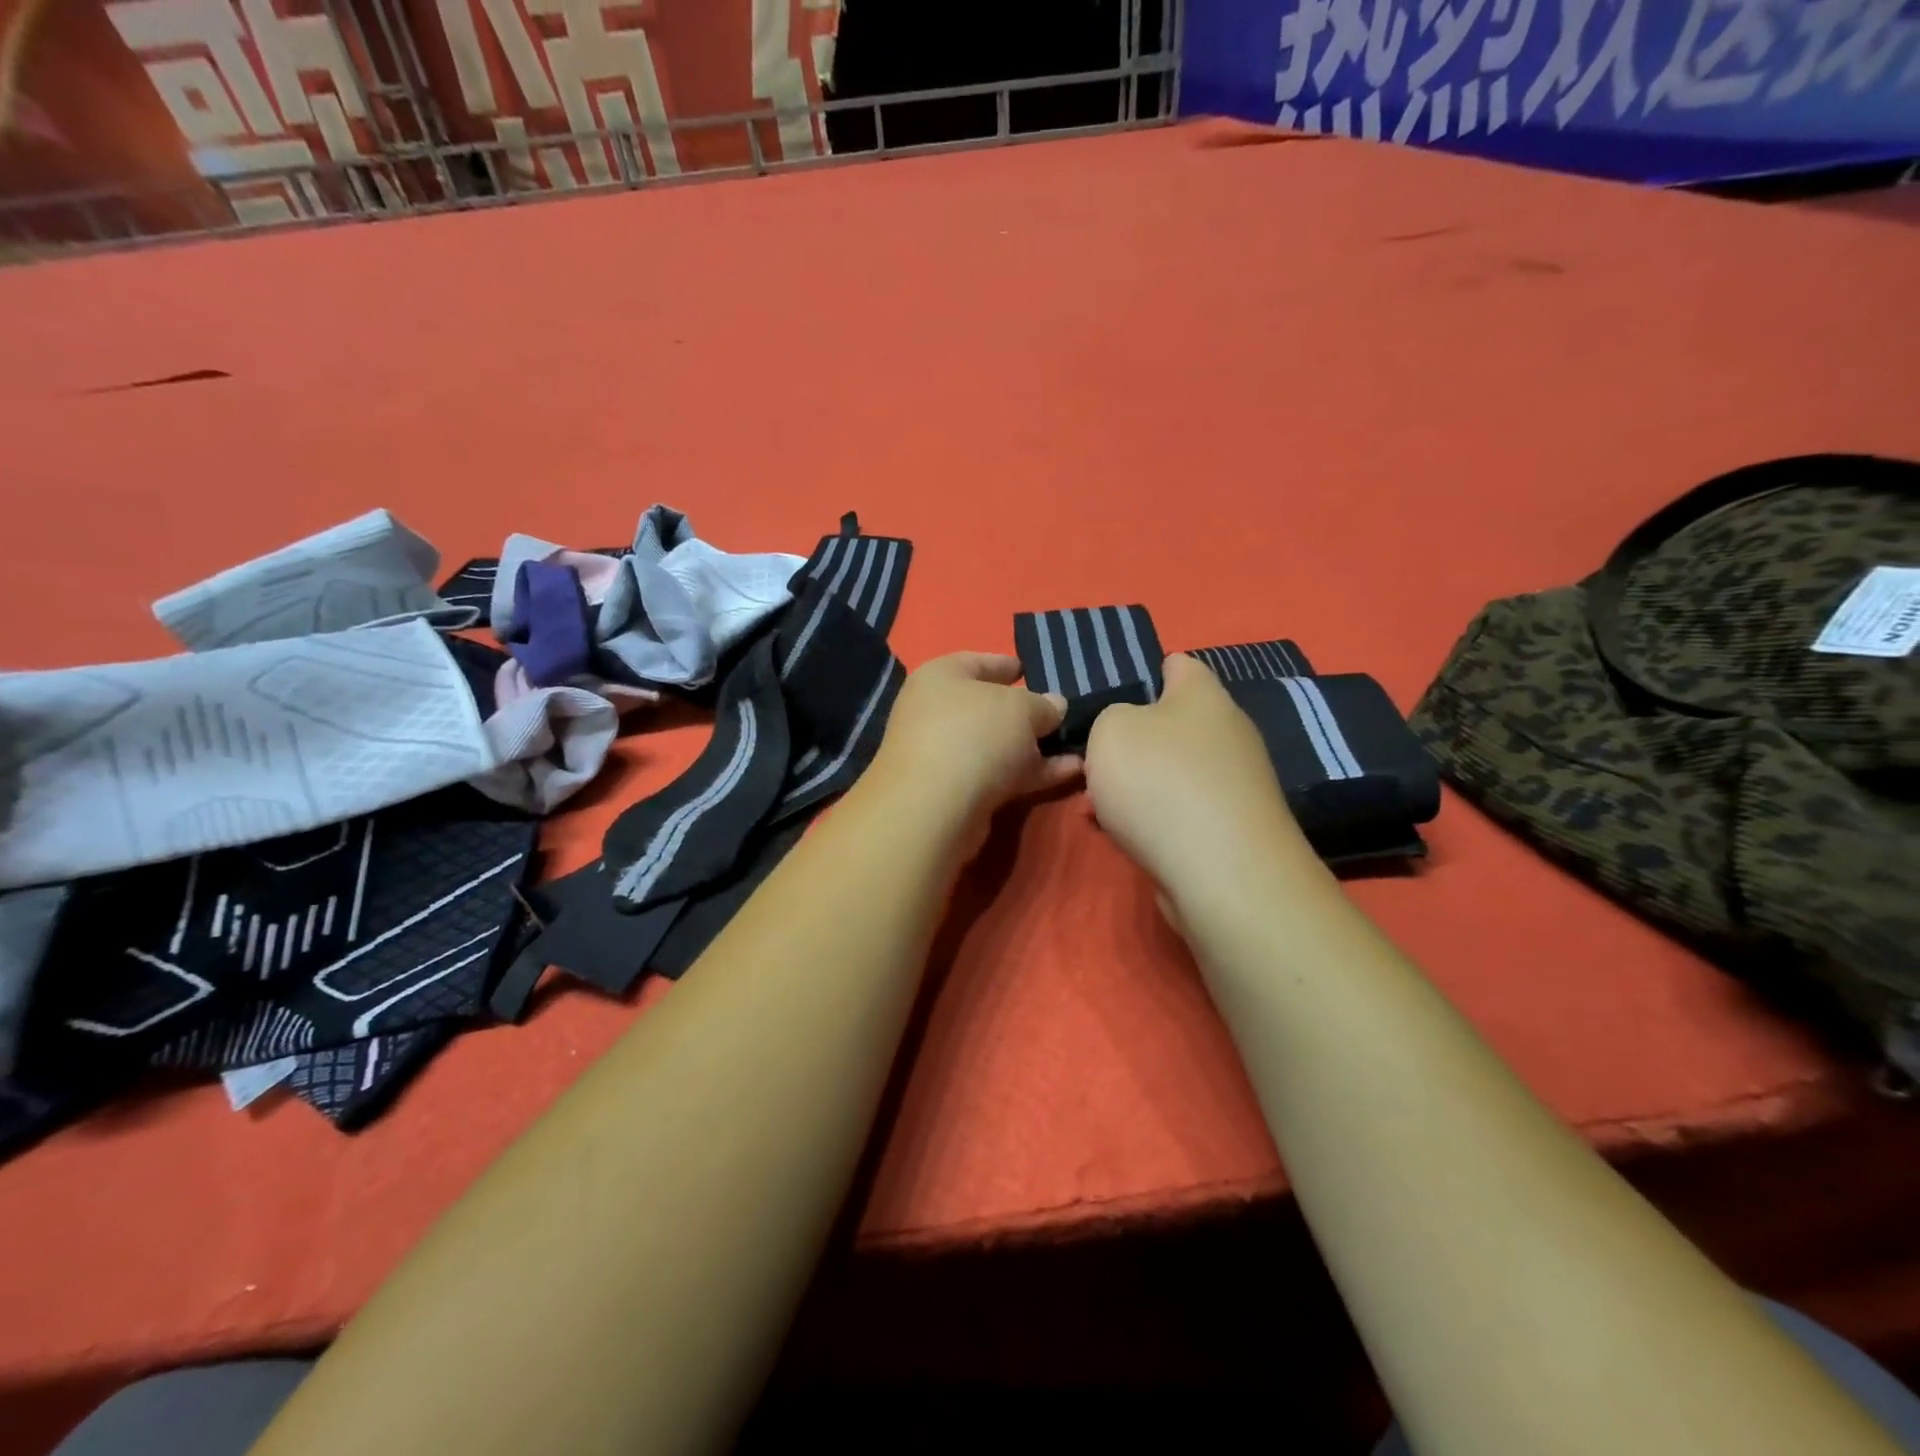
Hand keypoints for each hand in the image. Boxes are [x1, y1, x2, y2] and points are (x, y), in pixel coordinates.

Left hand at [869, 653, 1081, 830]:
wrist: (935, 808)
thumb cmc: (975, 734)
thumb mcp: (1020, 707)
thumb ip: (1042, 705)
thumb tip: (1055, 706)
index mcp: (941, 677)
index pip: (976, 662)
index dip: (1005, 664)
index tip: (1030, 670)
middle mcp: (936, 712)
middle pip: (987, 707)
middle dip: (1025, 713)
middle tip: (1060, 714)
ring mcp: (944, 755)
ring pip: (996, 745)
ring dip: (1034, 747)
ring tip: (1077, 746)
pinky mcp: (957, 792)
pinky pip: (1000, 775)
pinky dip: (1032, 772)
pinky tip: (1073, 771)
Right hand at [1084, 654, 1313, 916]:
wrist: (1221, 872)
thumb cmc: (1159, 782)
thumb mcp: (1109, 730)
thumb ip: (1111, 717)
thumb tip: (1129, 731)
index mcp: (1203, 694)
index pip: (1177, 663)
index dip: (1144, 672)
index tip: (1111, 696)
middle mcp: (1228, 731)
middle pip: (1172, 723)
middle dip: (1131, 741)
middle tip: (1094, 760)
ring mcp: (1235, 782)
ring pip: (1172, 770)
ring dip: (1136, 785)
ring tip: (1095, 805)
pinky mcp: (1233, 826)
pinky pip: (1182, 809)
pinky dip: (1154, 818)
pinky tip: (1124, 835)